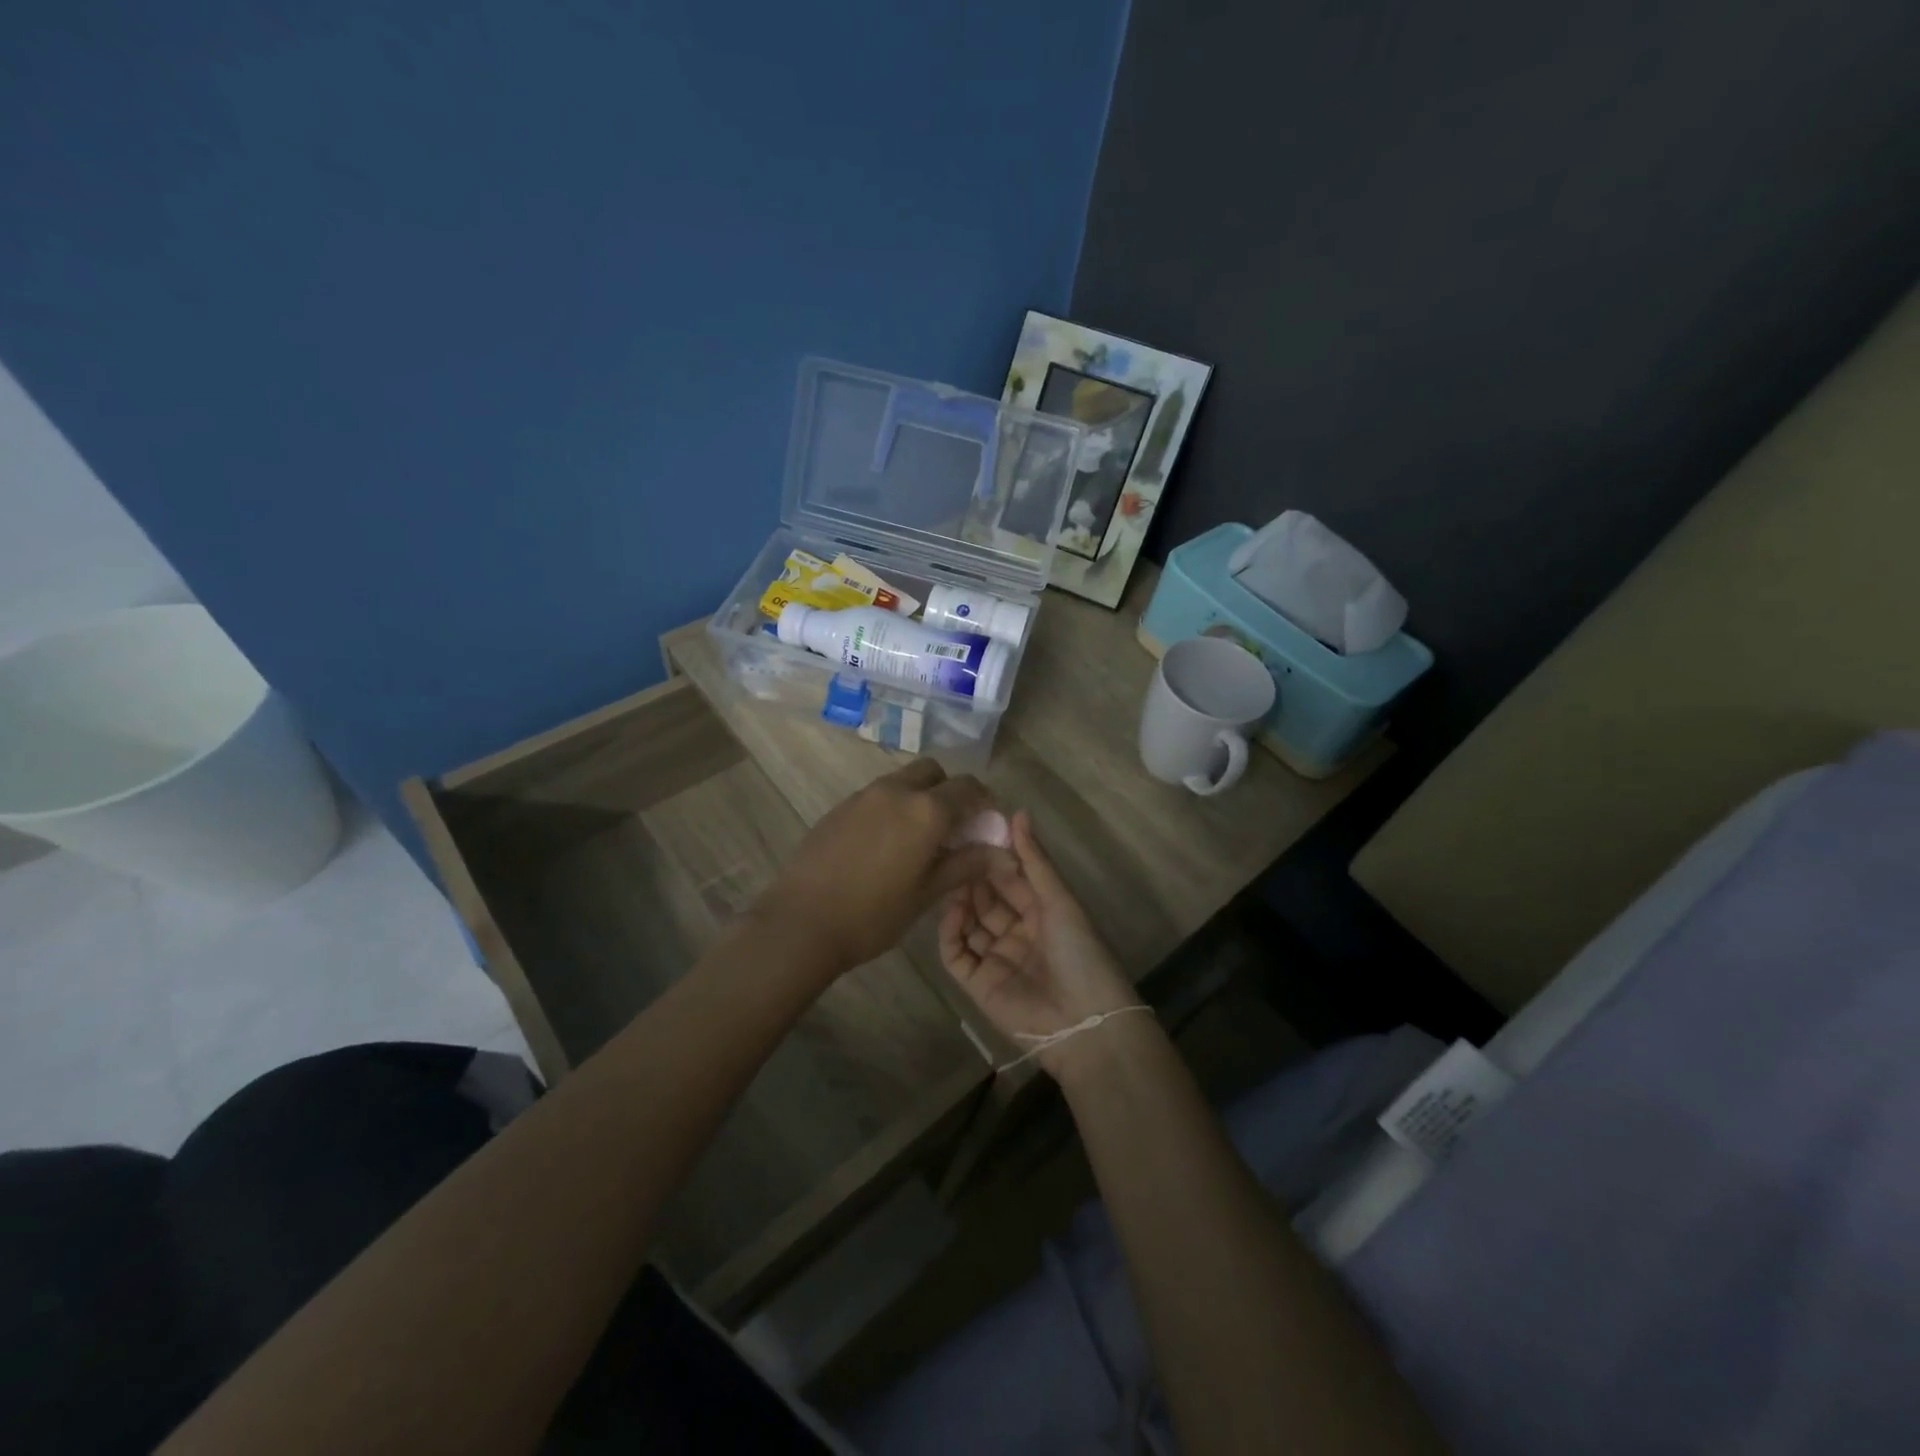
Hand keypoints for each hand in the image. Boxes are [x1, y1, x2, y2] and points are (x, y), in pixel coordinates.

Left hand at [757, 759, 1010, 976]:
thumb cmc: (873, 914)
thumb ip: (966, 865)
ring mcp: (864, 795)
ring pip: (903, 780)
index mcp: (926, 810)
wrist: (802, 922)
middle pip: (934, 772)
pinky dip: (892, 807)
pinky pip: (877, 795)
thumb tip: (1003, 853)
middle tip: (952, 827)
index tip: (986, 824)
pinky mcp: (840, 806)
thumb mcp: (927, 893)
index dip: (984, 802)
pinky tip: (885, 844)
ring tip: (917, 839)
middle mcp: (897, 790)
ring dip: (919, 797)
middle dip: (949, 790)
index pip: (969, 788)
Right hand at [938, 810, 1140, 1077]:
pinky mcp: (977, 983)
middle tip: (952, 852)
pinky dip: (950, 931)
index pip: (1010, 879)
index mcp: (1042, 913)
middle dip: (972, 876)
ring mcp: (995, 958)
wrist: (1082, 1020)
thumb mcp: (1060, 900)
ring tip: (948, 876)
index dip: (993, 858)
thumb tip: (1018, 812)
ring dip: (959, 900)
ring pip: (968, 922)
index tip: (973, 833)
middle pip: (986, 899)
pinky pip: (956, 953)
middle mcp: (1017, 933)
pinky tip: (951, 910)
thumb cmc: (1079, 952)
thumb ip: (1035, 860)